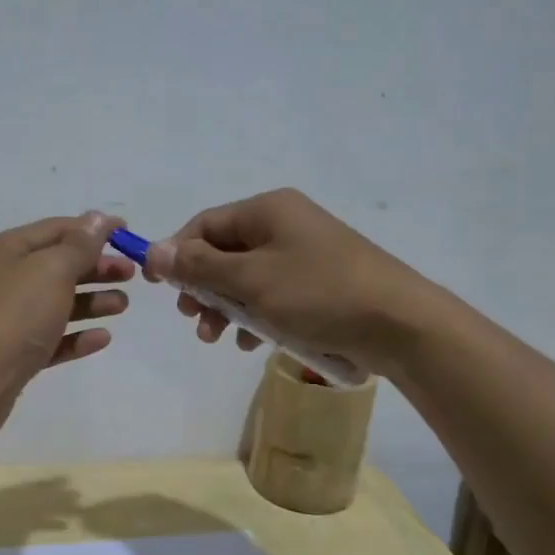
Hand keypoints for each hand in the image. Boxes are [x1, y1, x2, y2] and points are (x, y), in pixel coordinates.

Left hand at [0, 211, 132, 439]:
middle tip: (130, 274)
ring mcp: (1, 319)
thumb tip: (98, 218)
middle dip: (95, 267)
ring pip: (53, 303)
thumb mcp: (51, 270)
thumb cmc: (12, 315)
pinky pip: (48, 338)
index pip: (54, 229)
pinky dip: (75, 336)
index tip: (128, 234)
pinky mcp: (10, 355)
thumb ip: (79, 245)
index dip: (92, 230)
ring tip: (122, 306)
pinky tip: (102, 338)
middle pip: (54, 266)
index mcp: (0, 249)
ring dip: (90, 301)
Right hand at [144, 189, 421, 373]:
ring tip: (216, 339)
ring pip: (247, 278)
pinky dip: (256, 316)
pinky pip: (274, 295)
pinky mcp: (320, 283)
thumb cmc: (318, 294)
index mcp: (268, 210)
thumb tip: (154, 250)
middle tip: (191, 319)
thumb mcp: (251, 280)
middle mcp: (285, 224)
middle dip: (202, 287)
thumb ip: (200, 266)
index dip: (176, 253)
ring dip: (226, 307)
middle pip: (224, 251)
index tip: (159, 288)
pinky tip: (251, 344)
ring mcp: (305, 254)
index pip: (205, 224)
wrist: (400, 324)